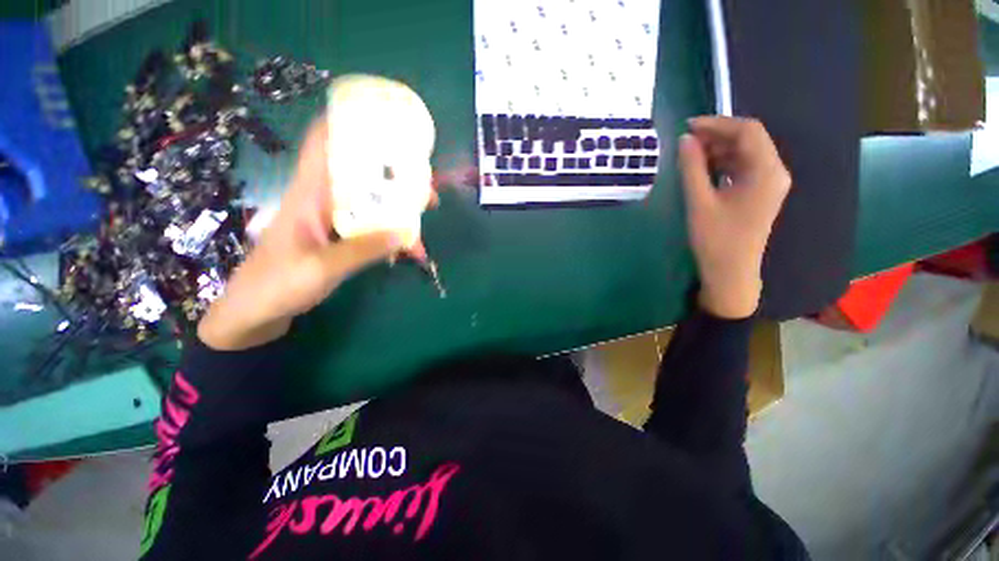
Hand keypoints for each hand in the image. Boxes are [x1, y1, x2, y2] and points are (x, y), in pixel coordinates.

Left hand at [198, 117, 424, 349]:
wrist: (255, 314)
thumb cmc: (276, 286)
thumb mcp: (322, 269)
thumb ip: (362, 250)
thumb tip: (402, 233)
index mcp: (310, 194)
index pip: (323, 144)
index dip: (347, 124)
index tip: (383, 122)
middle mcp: (322, 200)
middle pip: (360, 174)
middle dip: (394, 174)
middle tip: (425, 184)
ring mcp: (332, 220)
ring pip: (370, 202)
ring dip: (398, 207)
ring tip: (425, 215)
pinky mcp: (338, 238)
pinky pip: (370, 228)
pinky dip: (390, 235)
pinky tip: (409, 249)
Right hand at [678, 117, 791, 318]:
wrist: (731, 272)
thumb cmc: (715, 239)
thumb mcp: (699, 202)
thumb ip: (692, 168)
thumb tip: (684, 140)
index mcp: (766, 171)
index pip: (748, 131)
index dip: (717, 123)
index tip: (688, 126)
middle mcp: (774, 172)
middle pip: (749, 140)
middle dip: (717, 135)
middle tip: (686, 140)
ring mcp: (768, 183)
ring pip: (745, 153)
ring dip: (718, 149)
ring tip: (690, 154)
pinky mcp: (759, 193)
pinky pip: (743, 168)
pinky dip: (723, 163)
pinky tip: (703, 168)